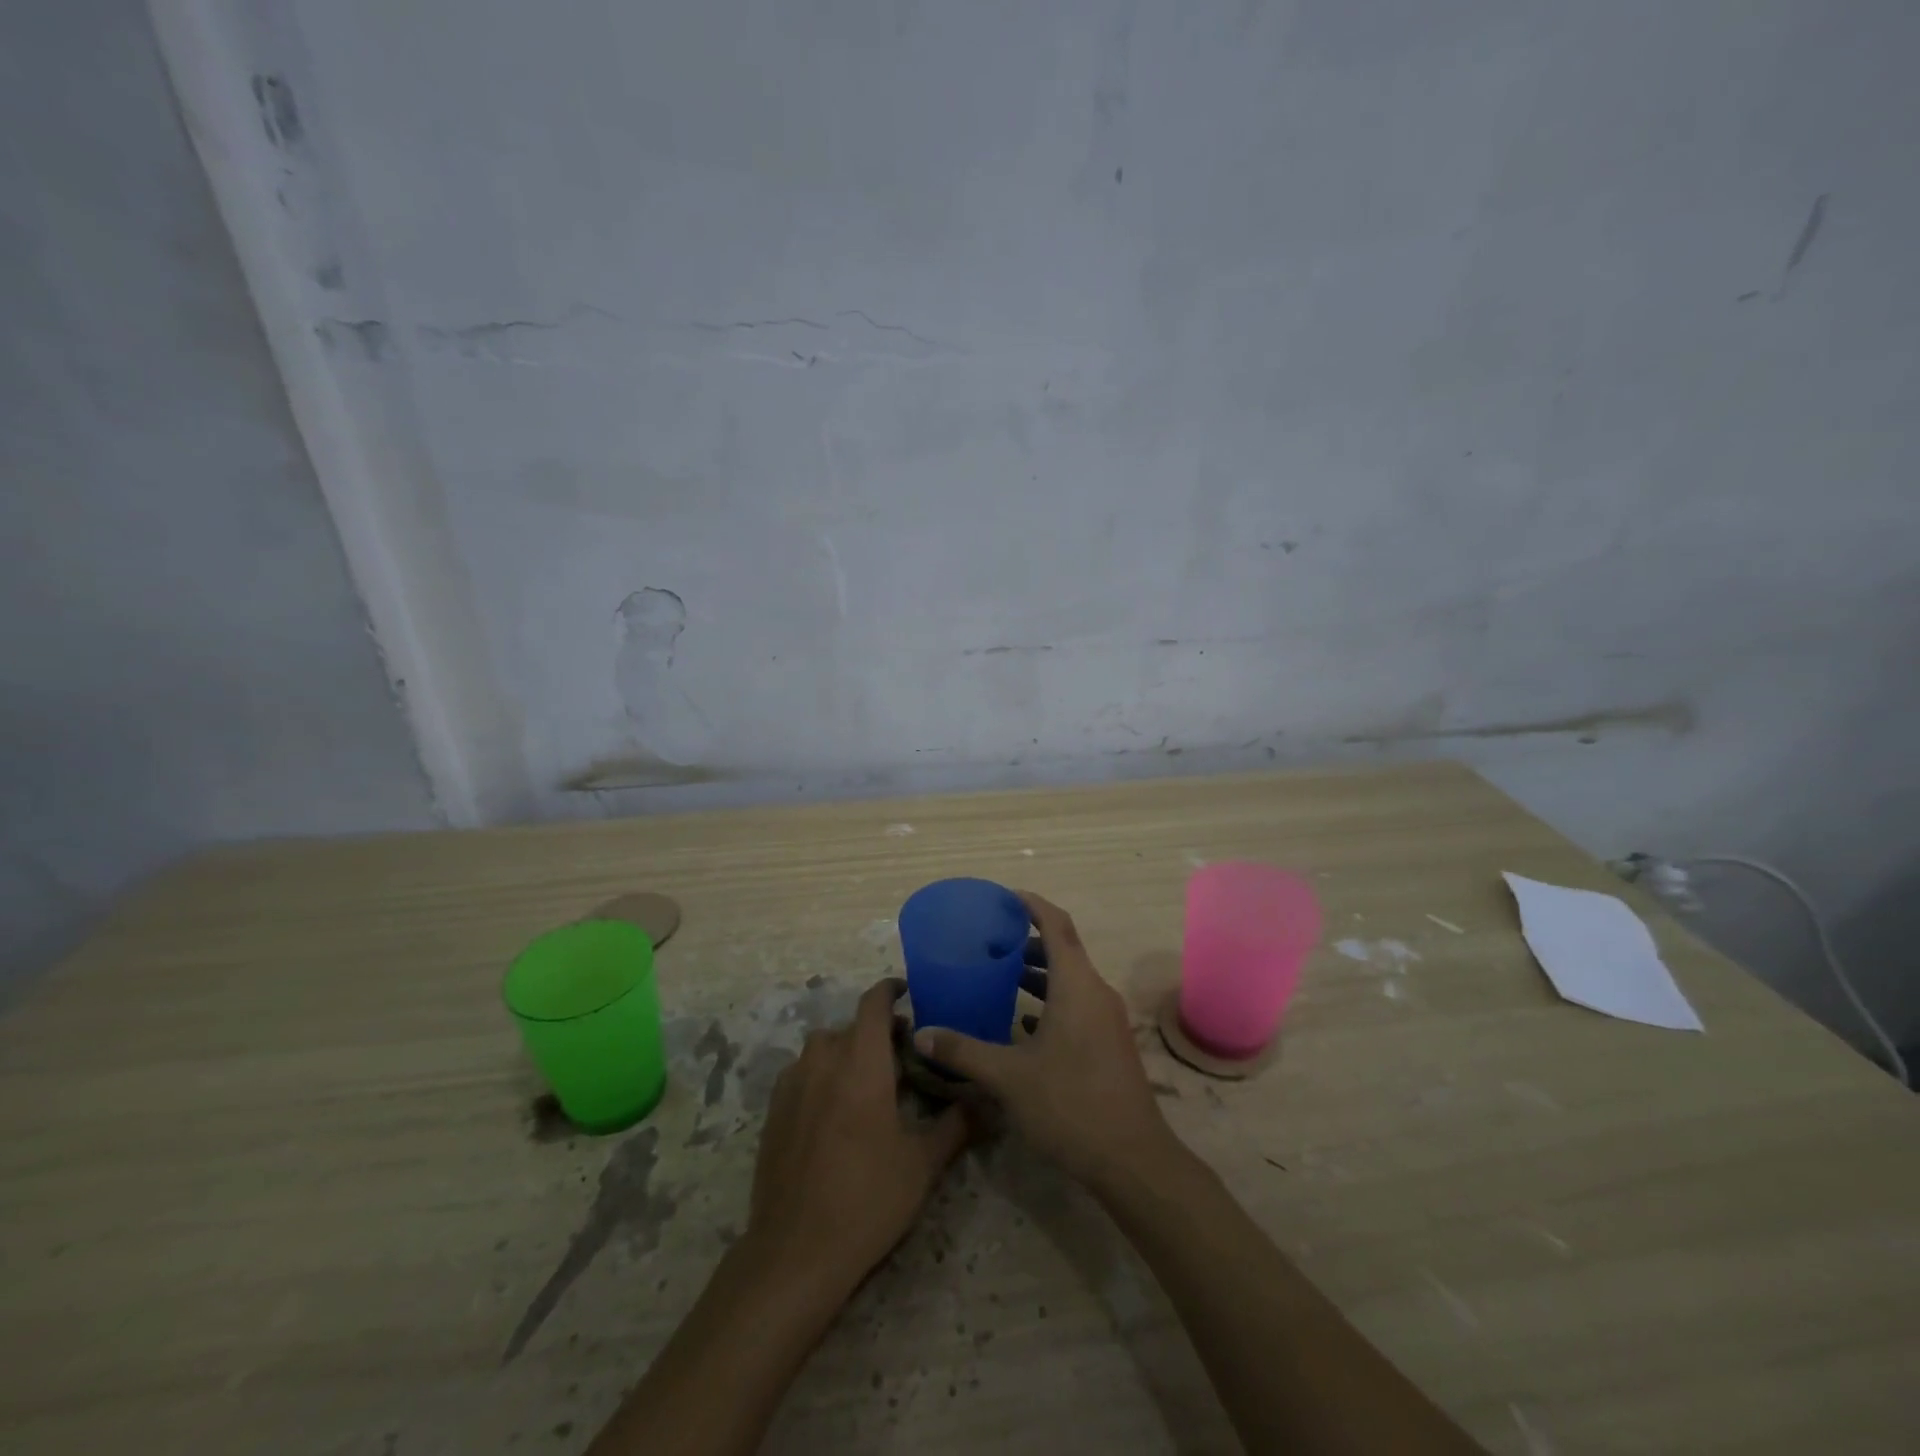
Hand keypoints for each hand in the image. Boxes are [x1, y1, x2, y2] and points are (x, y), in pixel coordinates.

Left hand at [749, 978, 968, 1289]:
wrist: (795, 1252)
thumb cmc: (867, 1199)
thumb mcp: (922, 1164)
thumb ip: (956, 1124)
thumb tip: (986, 1102)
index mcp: (861, 1061)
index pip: (874, 1002)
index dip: (891, 991)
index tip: (909, 994)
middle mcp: (824, 1059)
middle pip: (852, 1026)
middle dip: (877, 1031)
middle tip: (903, 1056)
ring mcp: (793, 1083)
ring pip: (825, 1048)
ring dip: (848, 1052)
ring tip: (869, 1083)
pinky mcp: (774, 1109)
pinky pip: (803, 1073)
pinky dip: (823, 1075)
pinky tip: (835, 1111)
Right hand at [912, 892, 1174, 1192]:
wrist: (1132, 1159)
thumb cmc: (1070, 1104)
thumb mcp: (1008, 1077)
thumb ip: (962, 1051)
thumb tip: (920, 1034)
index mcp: (1076, 985)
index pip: (1056, 924)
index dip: (1031, 904)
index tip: (1004, 897)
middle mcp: (1095, 992)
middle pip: (1063, 949)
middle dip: (1028, 940)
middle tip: (991, 940)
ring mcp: (1106, 1019)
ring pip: (1070, 980)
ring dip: (1038, 973)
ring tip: (1001, 975)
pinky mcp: (1108, 1044)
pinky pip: (1076, 1005)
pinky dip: (1050, 1002)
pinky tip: (1022, 1023)